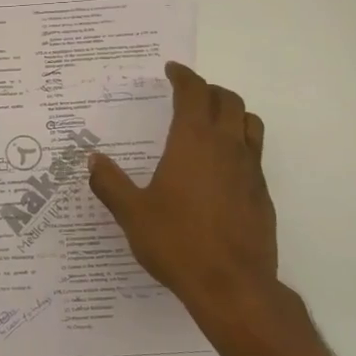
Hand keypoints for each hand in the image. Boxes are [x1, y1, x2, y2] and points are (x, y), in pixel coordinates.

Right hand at [88, 62, 278, 319]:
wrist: (232, 285)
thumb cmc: (177, 243)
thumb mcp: (132, 214)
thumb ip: (110, 183)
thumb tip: (92, 159)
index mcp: (193, 142)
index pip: (194, 93)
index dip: (183, 76)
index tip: (172, 70)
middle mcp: (226, 146)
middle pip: (228, 100)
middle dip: (208, 90)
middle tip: (189, 94)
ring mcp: (250, 169)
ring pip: (249, 122)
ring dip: (231, 111)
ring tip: (213, 120)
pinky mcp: (262, 192)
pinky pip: (255, 152)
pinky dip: (240, 142)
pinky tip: (222, 165)